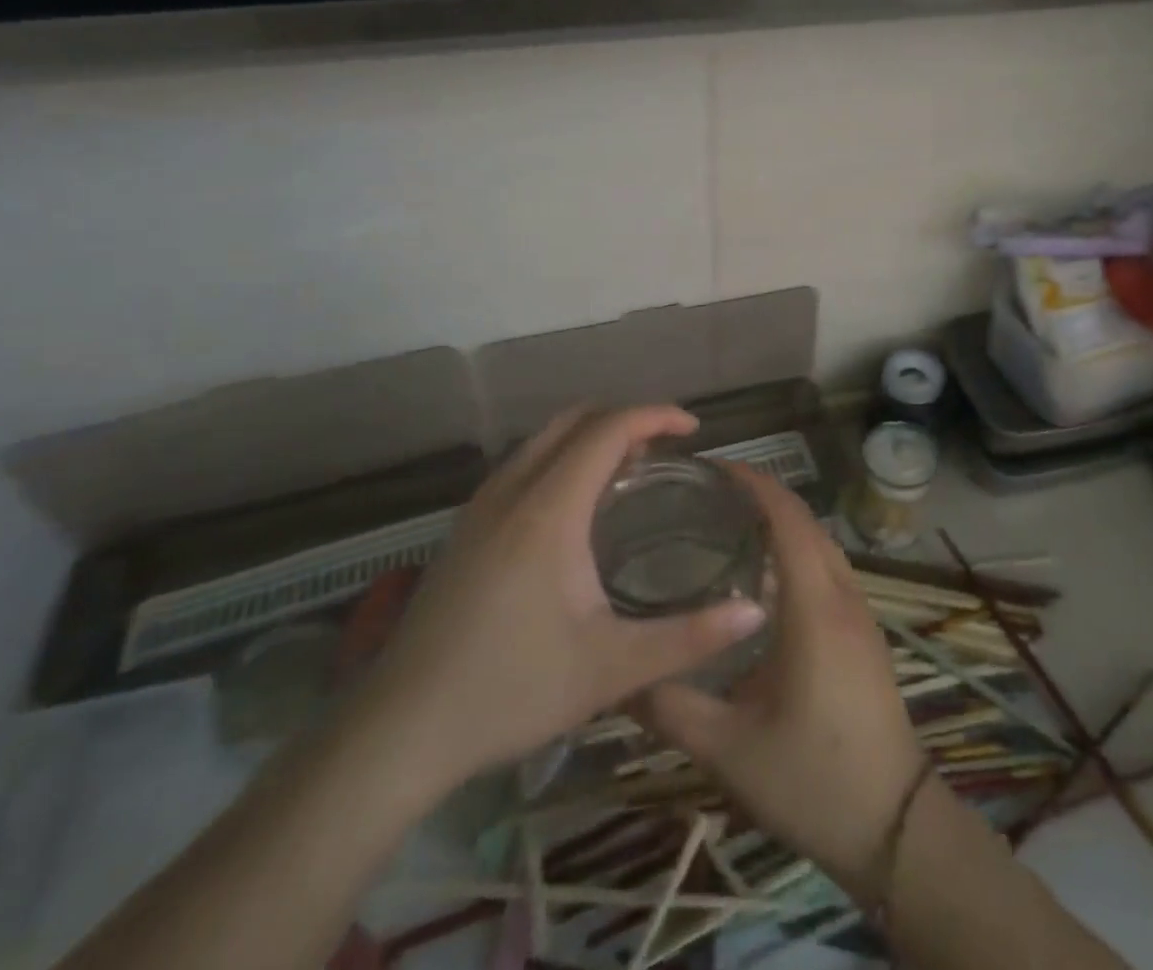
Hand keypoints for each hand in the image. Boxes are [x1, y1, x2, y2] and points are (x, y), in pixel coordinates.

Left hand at [349, 406, 767, 806]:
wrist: (396, 735)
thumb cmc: (510, 692)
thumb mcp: (612, 669)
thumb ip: (690, 638)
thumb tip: (756, 611)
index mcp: (549, 510)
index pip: (608, 429)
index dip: (655, 416)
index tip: (693, 430)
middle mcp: (512, 492)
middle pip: (574, 420)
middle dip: (625, 419)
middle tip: (665, 449)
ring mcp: (480, 508)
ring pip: (542, 439)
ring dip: (590, 437)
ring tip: (629, 471)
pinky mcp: (463, 530)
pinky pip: (522, 464)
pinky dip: (560, 457)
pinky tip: (575, 509)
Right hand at [639, 469, 925, 898]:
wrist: (895, 826)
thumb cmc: (812, 780)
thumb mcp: (728, 749)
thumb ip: (671, 707)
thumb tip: (618, 677)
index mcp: (814, 607)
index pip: (788, 518)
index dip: (754, 484)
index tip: (713, 468)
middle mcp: (843, 595)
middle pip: (806, 522)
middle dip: (763, 495)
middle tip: (708, 494)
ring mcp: (861, 613)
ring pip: (821, 544)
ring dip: (783, 522)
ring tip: (728, 525)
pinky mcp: (864, 632)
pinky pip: (829, 569)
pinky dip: (798, 551)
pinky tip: (763, 579)